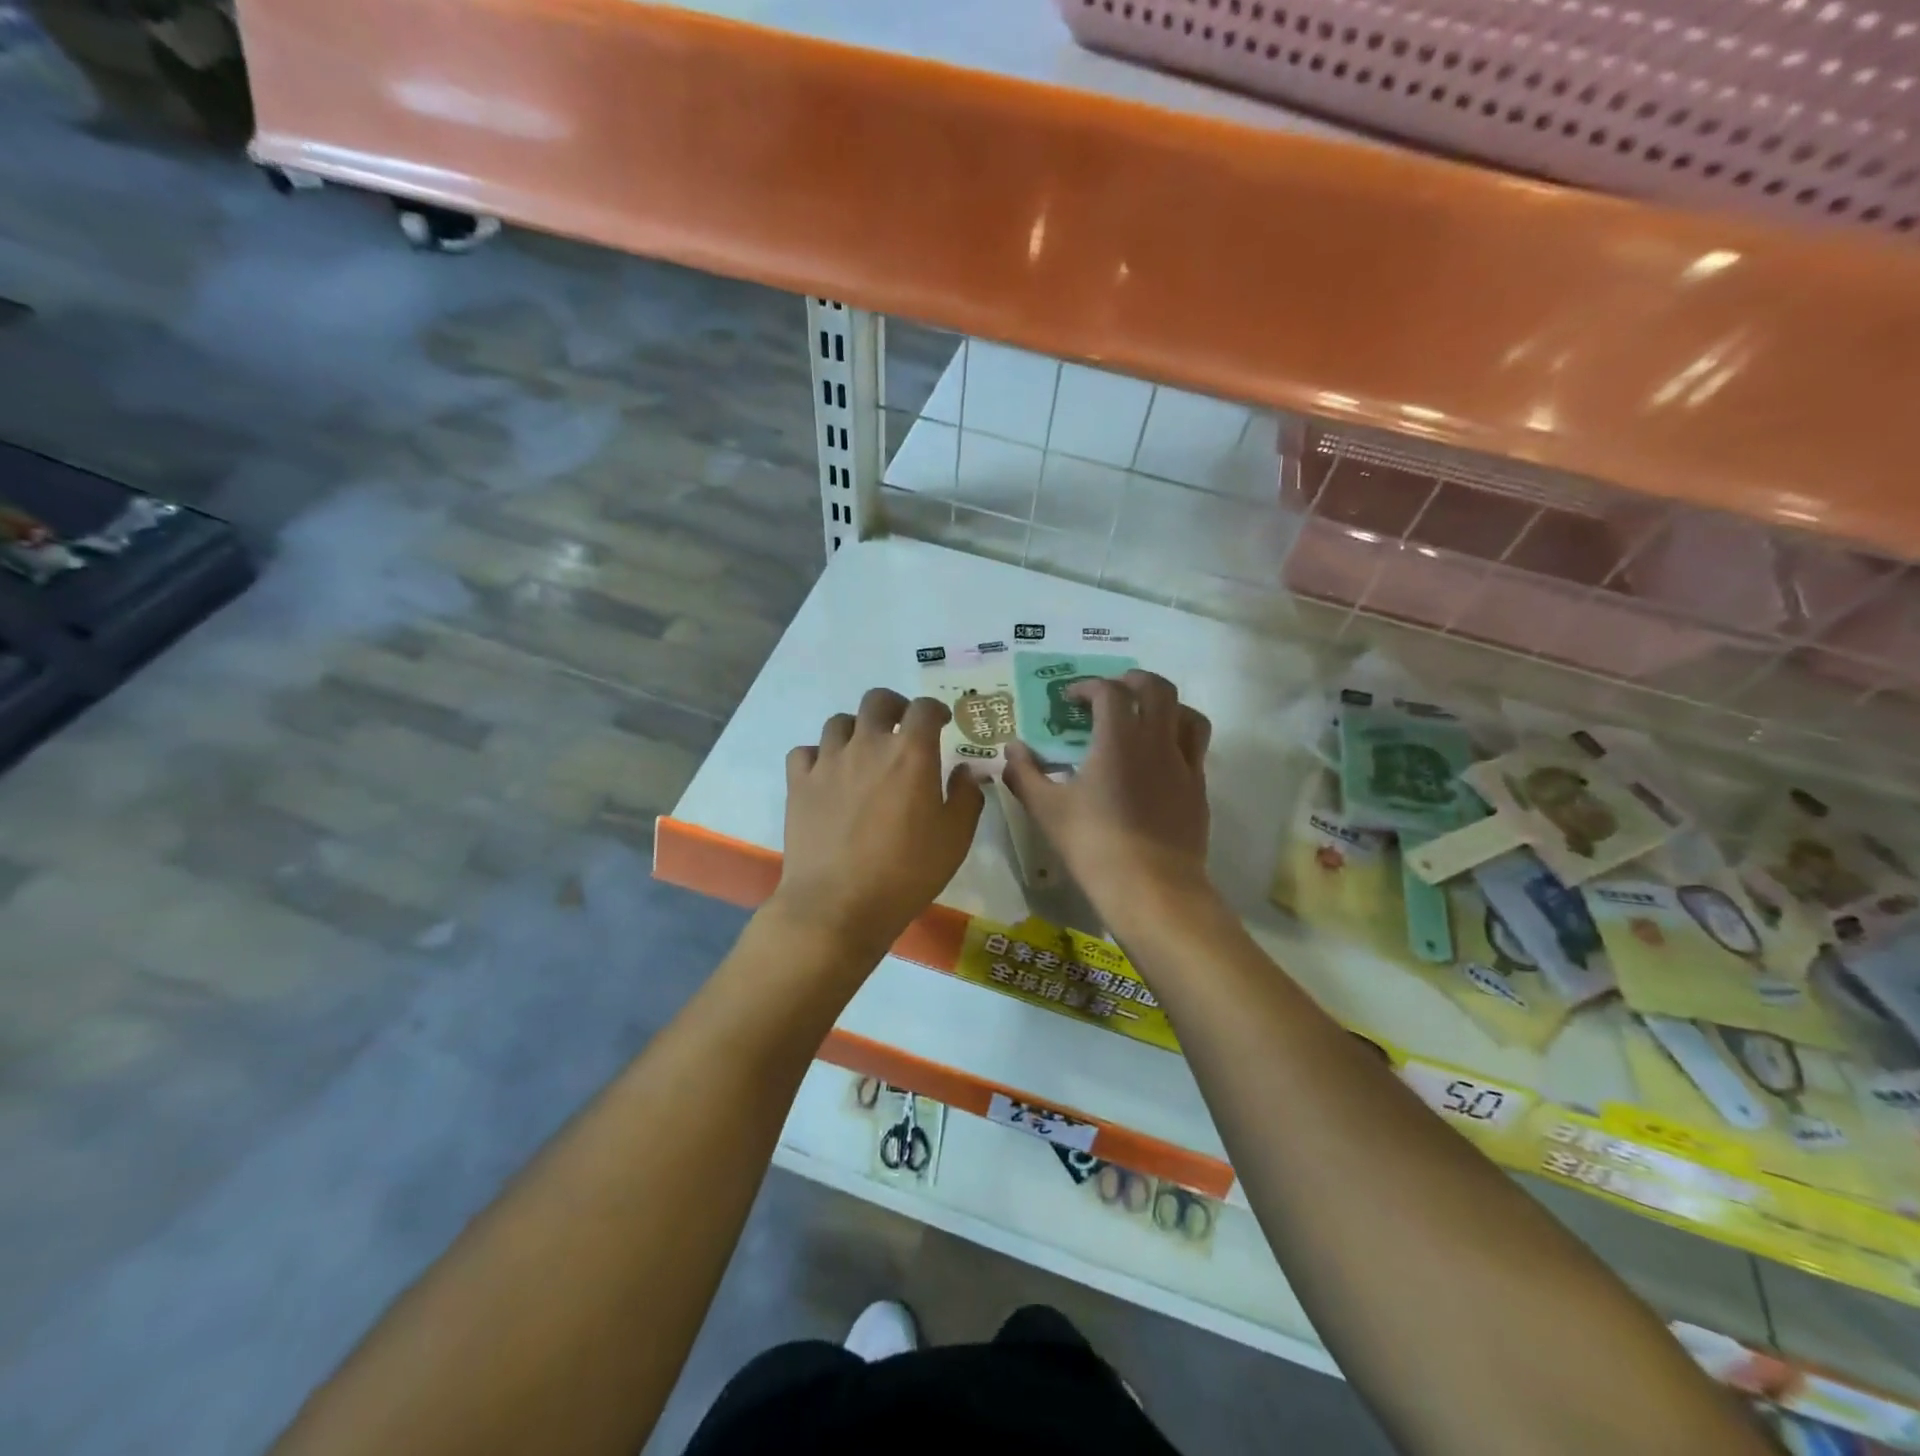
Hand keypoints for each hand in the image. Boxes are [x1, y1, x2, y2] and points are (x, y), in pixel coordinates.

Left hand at [770, 688, 984, 960]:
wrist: (837, 904)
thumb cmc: (906, 872)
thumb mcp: (955, 838)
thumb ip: (966, 797)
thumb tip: (967, 771)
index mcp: (910, 753)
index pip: (924, 709)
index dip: (936, 710)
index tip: (942, 722)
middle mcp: (867, 745)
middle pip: (877, 700)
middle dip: (894, 706)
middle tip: (902, 725)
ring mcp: (828, 761)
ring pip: (839, 722)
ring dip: (856, 728)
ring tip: (864, 750)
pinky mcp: (798, 783)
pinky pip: (806, 752)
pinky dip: (819, 755)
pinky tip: (827, 774)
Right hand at [1002, 671, 1213, 929]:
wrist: (1152, 888)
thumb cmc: (1094, 845)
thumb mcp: (1046, 809)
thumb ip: (1024, 773)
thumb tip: (1011, 749)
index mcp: (1119, 738)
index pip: (1110, 691)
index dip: (1089, 686)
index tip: (1071, 698)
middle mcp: (1157, 740)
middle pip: (1158, 688)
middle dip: (1133, 681)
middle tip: (1112, 692)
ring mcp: (1184, 764)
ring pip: (1188, 714)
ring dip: (1166, 705)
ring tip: (1146, 716)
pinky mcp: (1199, 789)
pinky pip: (1196, 748)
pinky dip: (1178, 738)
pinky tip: (1159, 759)